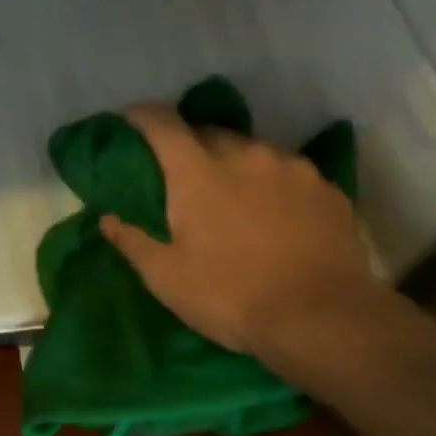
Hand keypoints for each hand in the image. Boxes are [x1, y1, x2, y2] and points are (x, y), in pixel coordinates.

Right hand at [98, 105, 383, 368]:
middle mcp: (245, 154)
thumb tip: (108, 219)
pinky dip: (274, 184)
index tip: (132, 119)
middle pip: (210, 133)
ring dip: (236, 163)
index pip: (163, 124)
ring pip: (253, 150)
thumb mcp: (167, 278)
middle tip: (184, 172)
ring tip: (235, 195)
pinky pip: (289, 173)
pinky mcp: (327, 188)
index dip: (143, 116)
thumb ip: (133, 242)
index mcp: (198, 172)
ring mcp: (292, 167)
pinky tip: (278, 214)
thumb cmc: (232, 296)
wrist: (323, 319)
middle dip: (191, 144)